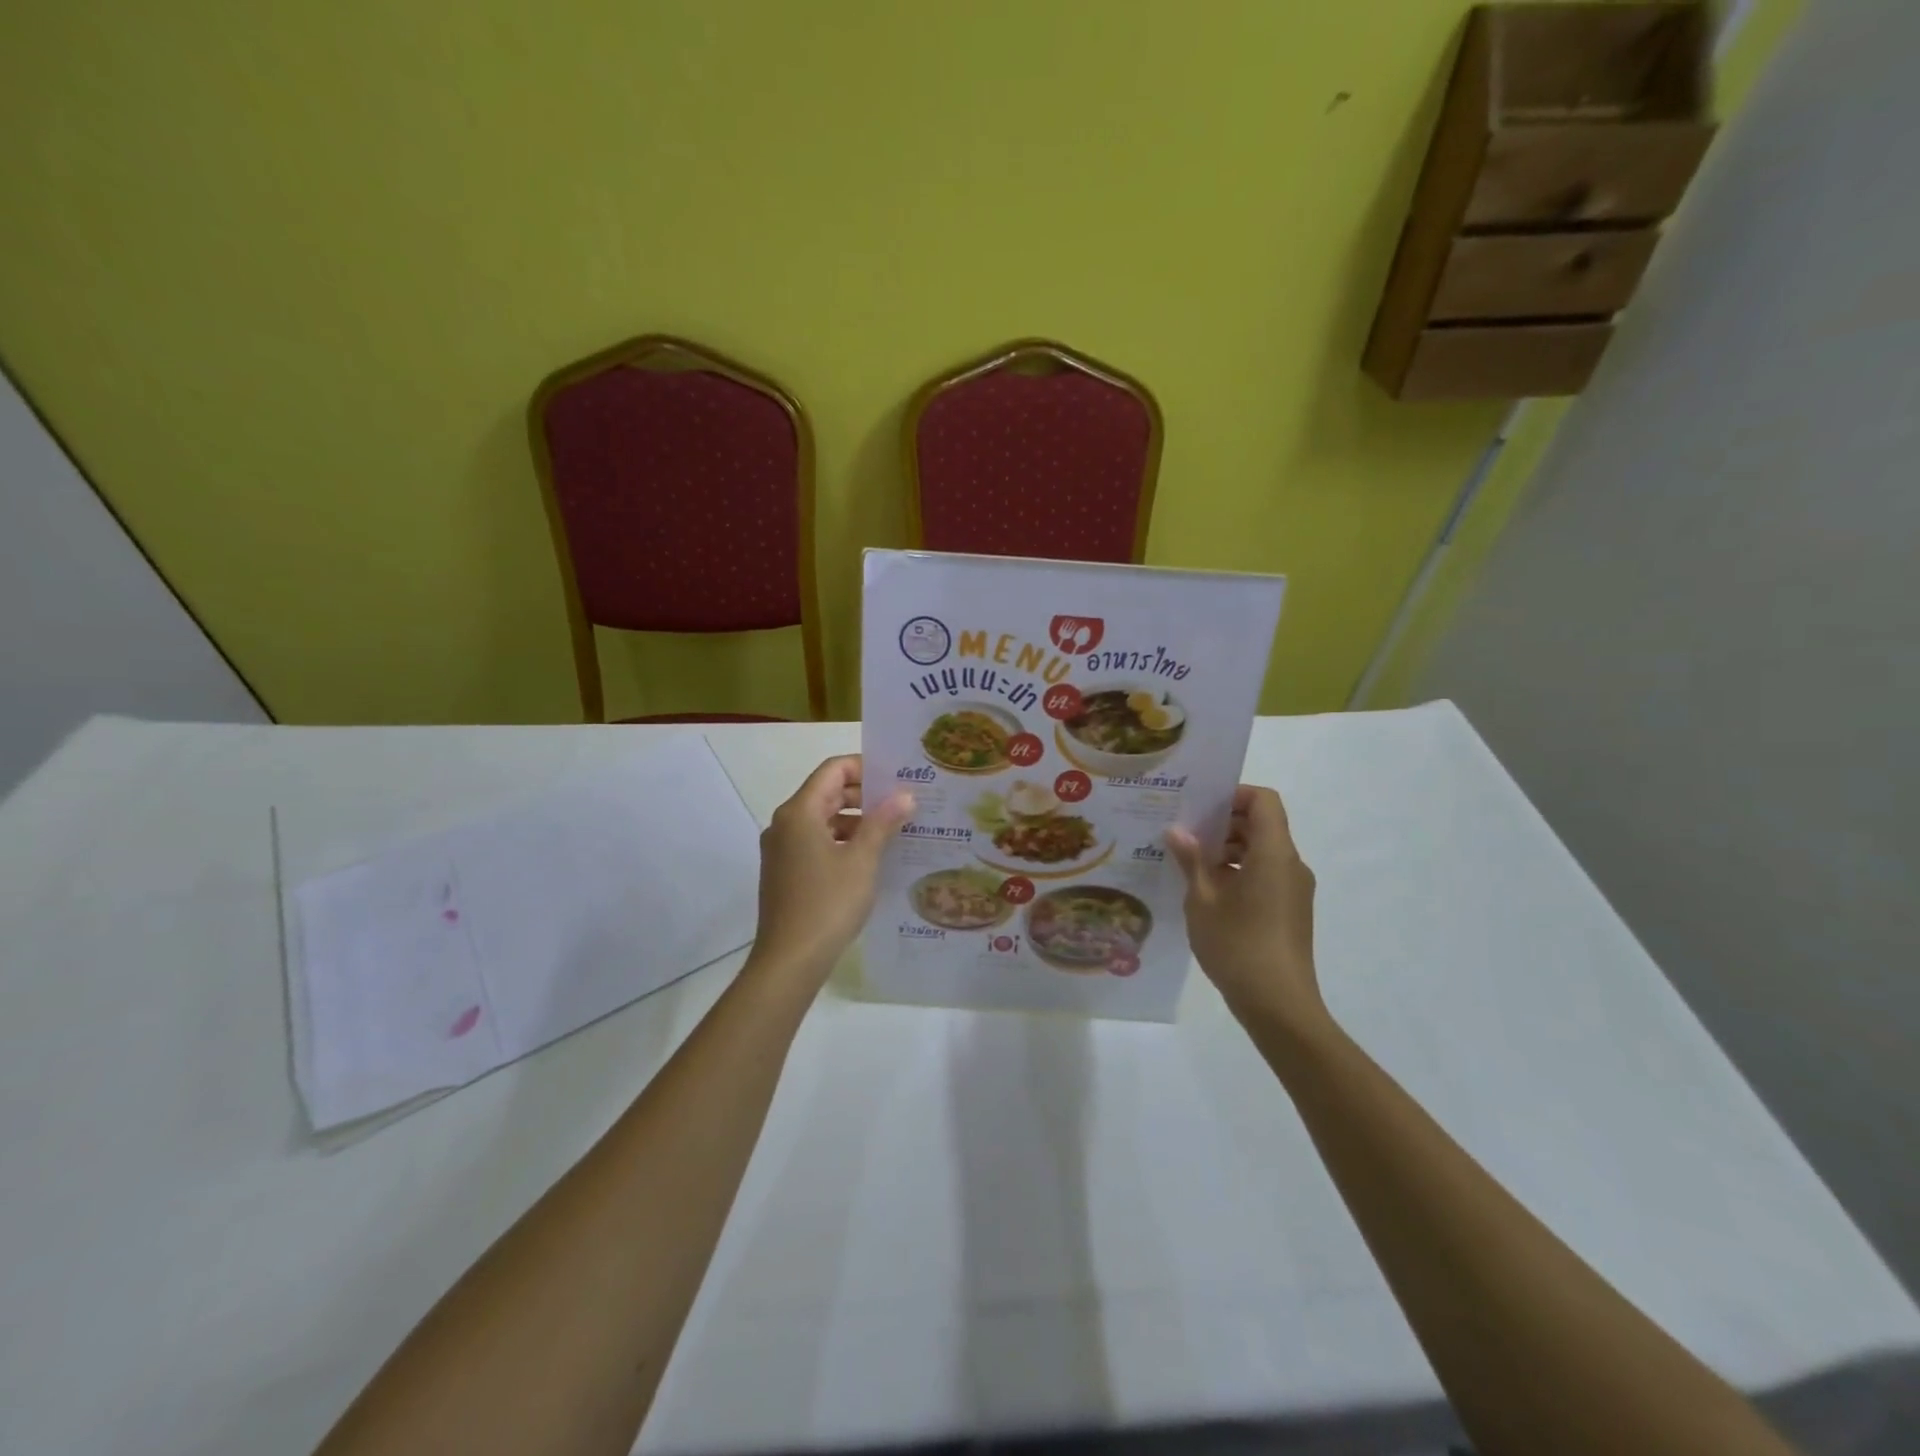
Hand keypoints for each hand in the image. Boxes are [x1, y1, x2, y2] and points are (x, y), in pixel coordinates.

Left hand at [751, 755, 913, 985]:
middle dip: (864, 794)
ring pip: (822, 819)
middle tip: (902, 802)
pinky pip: (816, 842)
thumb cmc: (828, 903)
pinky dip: (842, 841)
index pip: (832, 770)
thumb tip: (905, 794)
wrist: (789, 961)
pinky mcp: (785, 872)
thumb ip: (883, 822)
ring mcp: (782, 849)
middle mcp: (785, 824)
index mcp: (799, 812)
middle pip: (826, 793)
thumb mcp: (862, 860)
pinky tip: (870, 857)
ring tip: (893, 830)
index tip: (897, 777)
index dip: (865, 767)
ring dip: (856, 820)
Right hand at [1166, 785, 1323, 1030]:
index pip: (1264, 801)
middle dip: (1224, 824)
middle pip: (1262, 825)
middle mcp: (1291, 865)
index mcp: (1274, 854)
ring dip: (1228, 850)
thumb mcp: (1202, 900)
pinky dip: (1239, 872)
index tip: (1200, 807)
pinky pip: (1265, 875)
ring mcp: (1294, 889)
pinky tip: (1206, 892)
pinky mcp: (1291, 911)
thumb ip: (1191, 860)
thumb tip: (1178, 831)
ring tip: (1189, 864)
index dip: (1234, 795)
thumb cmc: (1238, 945)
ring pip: (1262, 852)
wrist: (1279, 1006)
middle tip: (1184, 833)